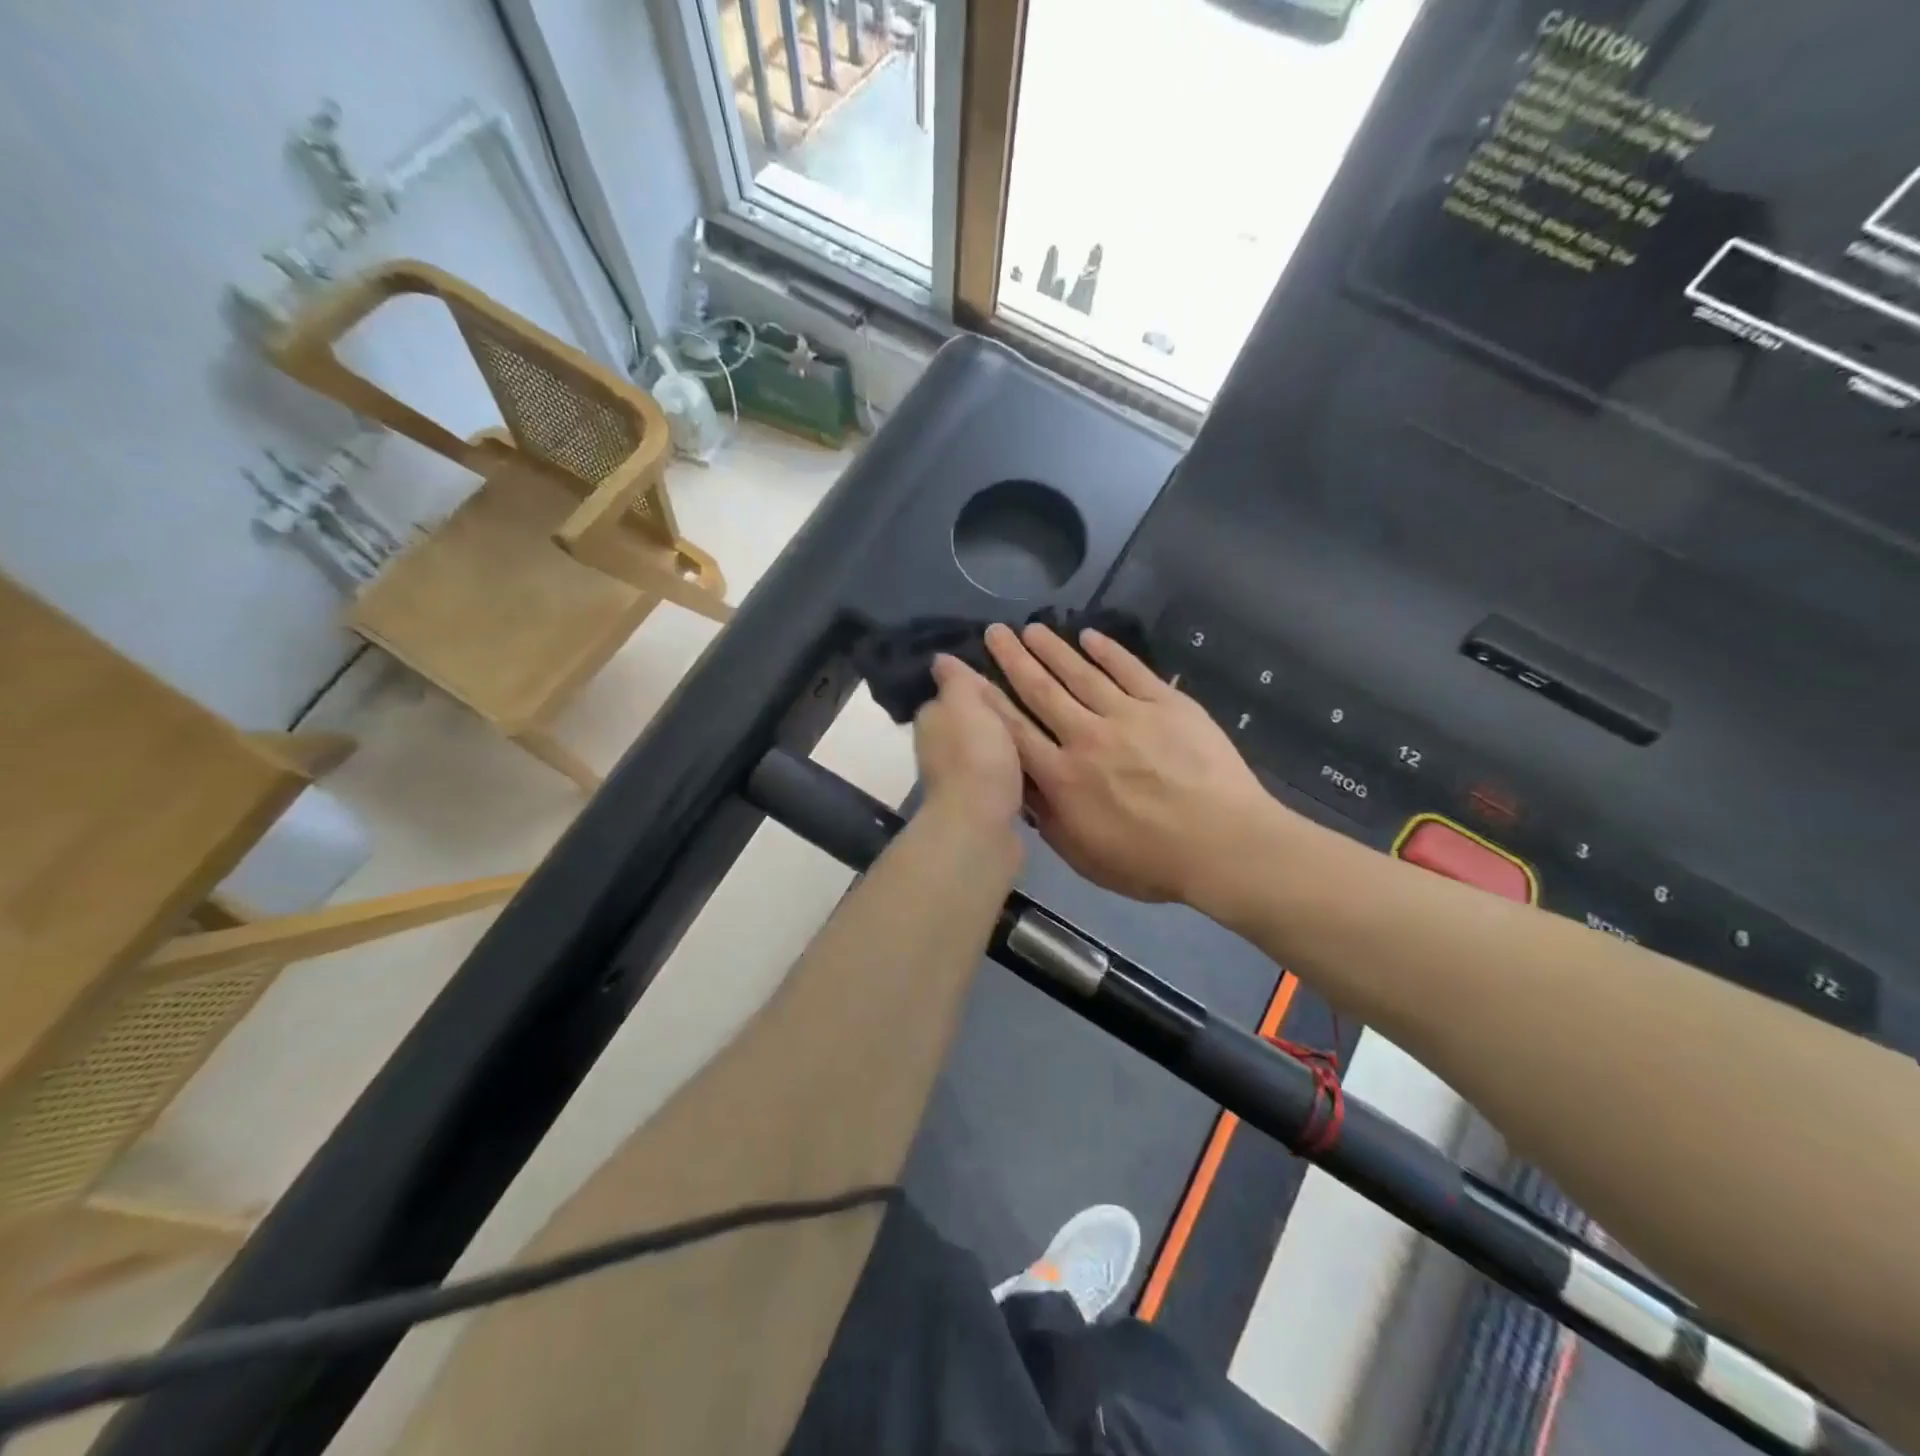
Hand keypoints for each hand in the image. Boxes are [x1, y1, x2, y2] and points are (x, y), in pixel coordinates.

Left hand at [913, 654, 1025, 831]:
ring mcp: (960, 778)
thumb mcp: (967, 703)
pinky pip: (1000, 776)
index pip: (952, 692)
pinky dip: (1013, 770)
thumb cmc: (975, 757)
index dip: (977, 684)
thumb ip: (957, 680)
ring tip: (1044, 729)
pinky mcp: (982, 803)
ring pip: (987, 749)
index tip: (1010, 673)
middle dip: (996, 714)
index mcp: (932, 719)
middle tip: (1036, 701)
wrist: (981, 827)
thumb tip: (940, 659)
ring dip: (1006, 744)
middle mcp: (939, 748)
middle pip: (971, 722)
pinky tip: (1037, 765)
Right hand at [983, 622, 1281, 903]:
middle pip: (1041, 690)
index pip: (1013, 729)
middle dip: (1013, 659)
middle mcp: (1086, 737)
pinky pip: (1131, 670)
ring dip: (1053, 649)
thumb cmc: (1151, 863)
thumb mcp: (1083, 856)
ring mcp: (1128, 715)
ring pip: (1081, 674)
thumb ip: (1046, 818)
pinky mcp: (1167, 704)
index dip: (985, 699)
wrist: (1224, 846)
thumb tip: (1020, 786)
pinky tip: (1090, 636)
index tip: (964, 673)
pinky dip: (1109, 651)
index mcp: (1062, 777)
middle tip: (994, 632)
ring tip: (1032, 629)